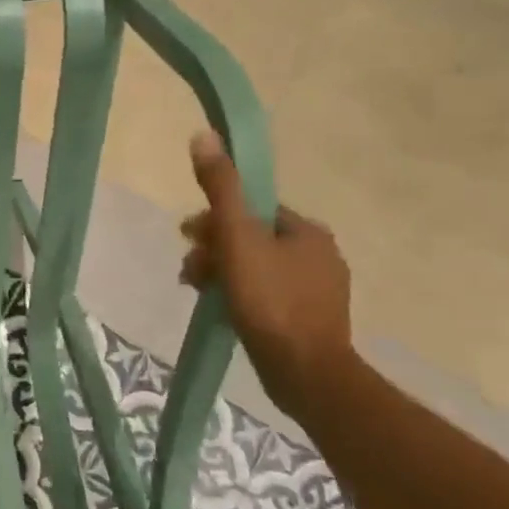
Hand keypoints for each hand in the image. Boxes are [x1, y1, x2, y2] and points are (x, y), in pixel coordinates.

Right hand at [180, 131, 355, 412]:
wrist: (306, 374)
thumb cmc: (270, 301)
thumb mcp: (237, 238)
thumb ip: (221, 188)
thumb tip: (204, 135)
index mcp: (307, 231)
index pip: (253, 209)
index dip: (216, 219)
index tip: (189, 238)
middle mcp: (320, 255)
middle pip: (252, 239)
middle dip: (214, 250)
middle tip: (189, 272)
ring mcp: (318, 290)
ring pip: (256, 268)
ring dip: (222, 274)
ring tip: (198, 293)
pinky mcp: (310, 321)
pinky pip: (266, 295)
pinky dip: (240, 297)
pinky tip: (222, 312)